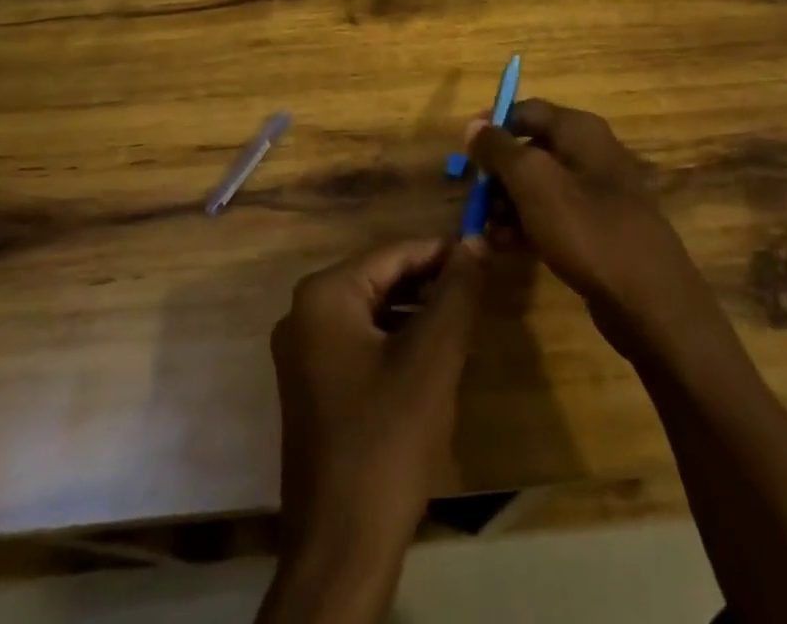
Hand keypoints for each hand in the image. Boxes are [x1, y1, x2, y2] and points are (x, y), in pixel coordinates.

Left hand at [270, 237, 484, 560]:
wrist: (340, 547)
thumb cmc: (387, 441)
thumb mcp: (432, 358)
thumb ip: (456, 292)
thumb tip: (473, 241)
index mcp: (324, 294)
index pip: (394, 252)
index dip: (442, 253)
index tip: (484, 257)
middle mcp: (303, 312)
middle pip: (380, 279)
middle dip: (429, 284)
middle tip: (477, 293)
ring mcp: (303, 351)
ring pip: (373, 311)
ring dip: (416, 313)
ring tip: (462, 323)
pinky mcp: (311, 384)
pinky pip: (361, 342)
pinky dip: (396, 341)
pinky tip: (431, 359)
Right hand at [469, 99, 717, 356]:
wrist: (652, 303)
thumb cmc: (588, 230)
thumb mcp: (534, 183)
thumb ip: (500, 150)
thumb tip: (474, 126)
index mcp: (579, 131)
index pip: (526, 110)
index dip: (493, 127)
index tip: (464, 152)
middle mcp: (589, 154)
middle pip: (529, 150)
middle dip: (496, 176)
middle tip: (473, 202)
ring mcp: (595, 194)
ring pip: (537, 188)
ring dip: (506, 207)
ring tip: (483, 235)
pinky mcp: (596, 230)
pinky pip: (551, 218)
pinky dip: (525, 228)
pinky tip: (502, 248)